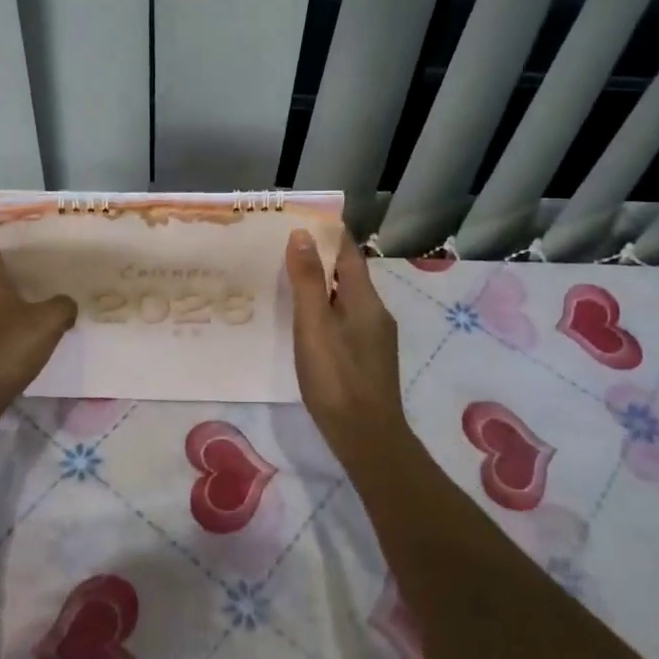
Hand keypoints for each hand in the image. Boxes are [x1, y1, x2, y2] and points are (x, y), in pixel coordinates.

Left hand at [0, 231, 76, 424]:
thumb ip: (62, 306)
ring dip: (3, 303)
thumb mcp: (47, 324)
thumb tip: (65, 304)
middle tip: (39, 276)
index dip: (2, 236)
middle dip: (10, 274)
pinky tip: (15, 341)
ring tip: (32, 310)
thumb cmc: (3, 350)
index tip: (23, 237)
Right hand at [286, 230, 407, 453]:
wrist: (367, 438)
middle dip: (319, 258)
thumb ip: (308, 281)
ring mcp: (374, 337)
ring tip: (286, 281)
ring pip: (345, 299)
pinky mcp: (367, 357)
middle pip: (347, 274)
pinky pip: (344, 320)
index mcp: (365, 299)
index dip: (327, 234)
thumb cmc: (337, 379)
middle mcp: (375, 312)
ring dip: (320, 286)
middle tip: (282, 249)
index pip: (348, 253)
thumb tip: (302, 234)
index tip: (299, 220)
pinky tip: (304, 322)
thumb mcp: (314, 326)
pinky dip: (324, 310)